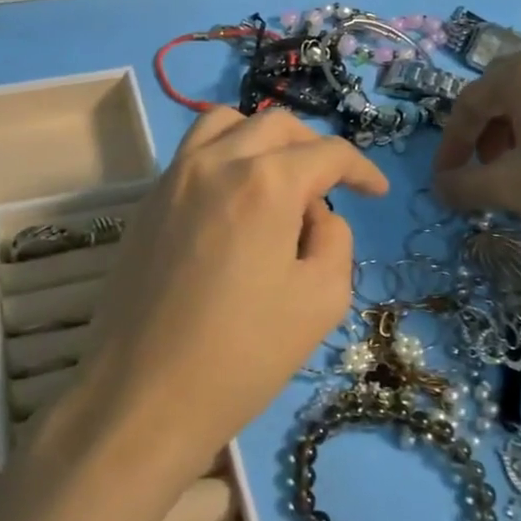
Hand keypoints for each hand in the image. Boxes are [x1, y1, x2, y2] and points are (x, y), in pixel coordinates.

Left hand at [76, 107, 388, 480]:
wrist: (144, 396)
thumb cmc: (242, 355)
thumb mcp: (321, 301)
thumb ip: (334, 239)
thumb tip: (316, 213)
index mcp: (266, 182)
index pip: (327, 153)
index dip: (362, 169)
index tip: (377, 192)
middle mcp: (216, 162)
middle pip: (275, 125)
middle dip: (312, 148)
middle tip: (329, 187)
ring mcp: (173, 178)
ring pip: (224, 124)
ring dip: (261, 140)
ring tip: (277, 181)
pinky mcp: (146, 203)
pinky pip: (192, 155)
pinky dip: (223, 158)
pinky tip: (233, 206)